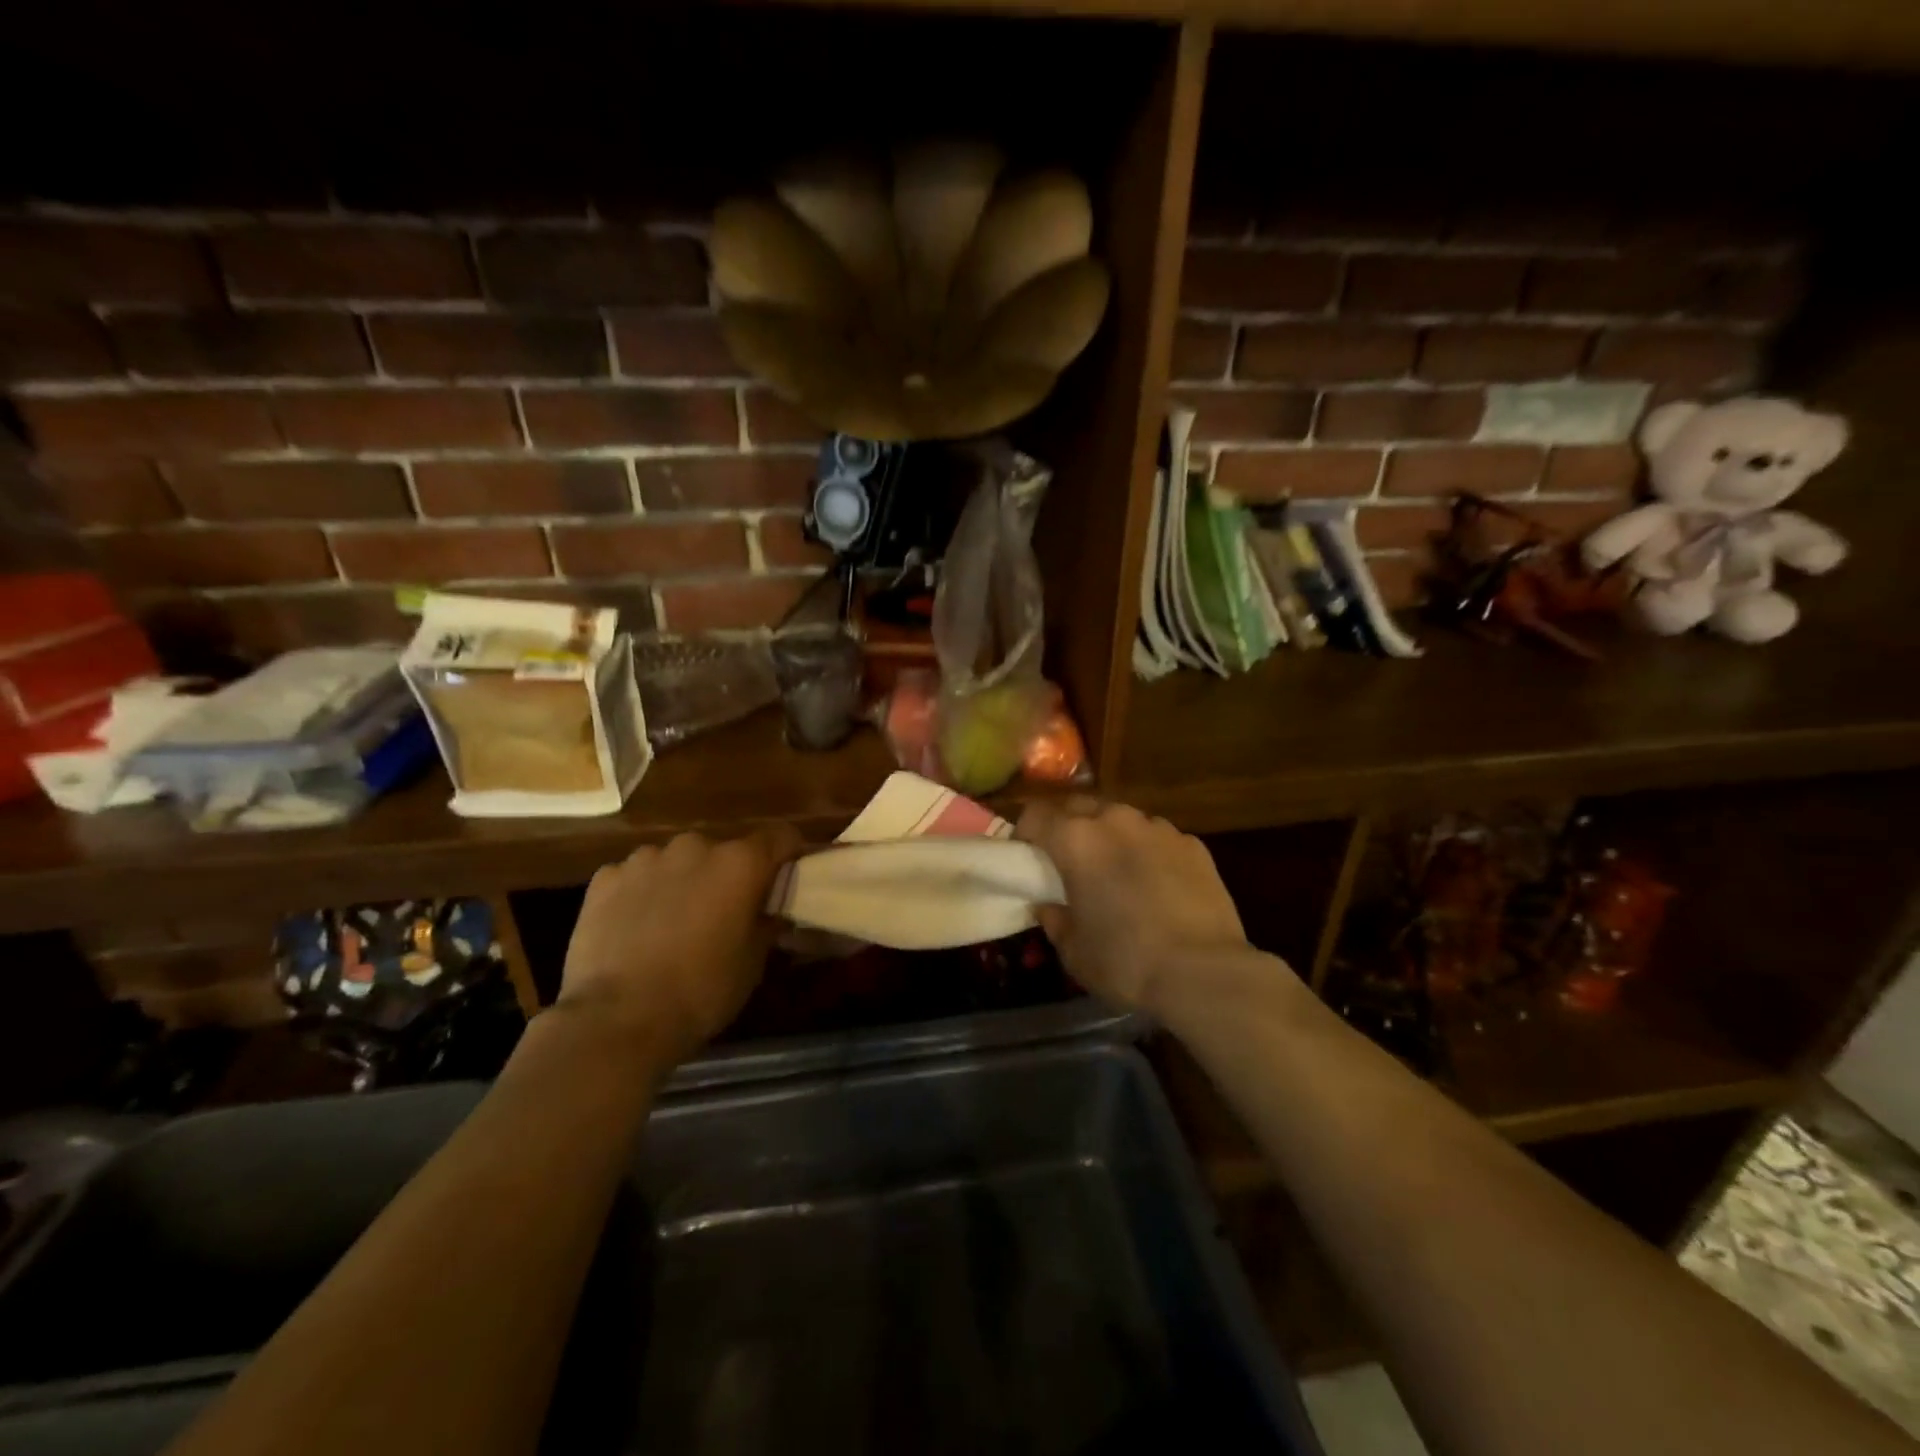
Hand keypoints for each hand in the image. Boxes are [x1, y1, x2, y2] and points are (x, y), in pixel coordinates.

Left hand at [555, 826, 799, 1062]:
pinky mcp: (605, 878)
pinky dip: (641, 894)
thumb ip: (766, 925)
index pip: (781, 836)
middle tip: (722, 912)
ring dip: (682, 881)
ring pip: (676, 861)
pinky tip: (635, 929)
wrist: (617, 1019)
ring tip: (673, 922)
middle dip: (726, 875)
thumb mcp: (752, 963)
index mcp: (740, 863)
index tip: (785, 878)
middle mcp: (695, 847)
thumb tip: (771, 913)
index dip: (787, 854)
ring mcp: (646, 858)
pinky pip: (635, 877)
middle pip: (723, 850)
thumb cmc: (701, 990)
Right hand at [1016, 799, 1253, 1018]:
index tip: (1025, 855)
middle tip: (1067, 859)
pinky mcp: (1193, 844)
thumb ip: (1055, 920)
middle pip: (1079, 806)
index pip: (1035, 814)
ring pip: (1122, 819)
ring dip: (1110, 836)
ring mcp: (1158, 828)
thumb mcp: (1074, 951)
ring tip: (1115, 869)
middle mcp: (1115, 821)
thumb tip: (1048, 906)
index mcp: (1076, 840)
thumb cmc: (1125, 961)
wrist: (1204, 972)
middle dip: (1067, 825)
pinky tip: (1157, 884)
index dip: (1025, 832)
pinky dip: (1148, 852)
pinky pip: (1158, 839)